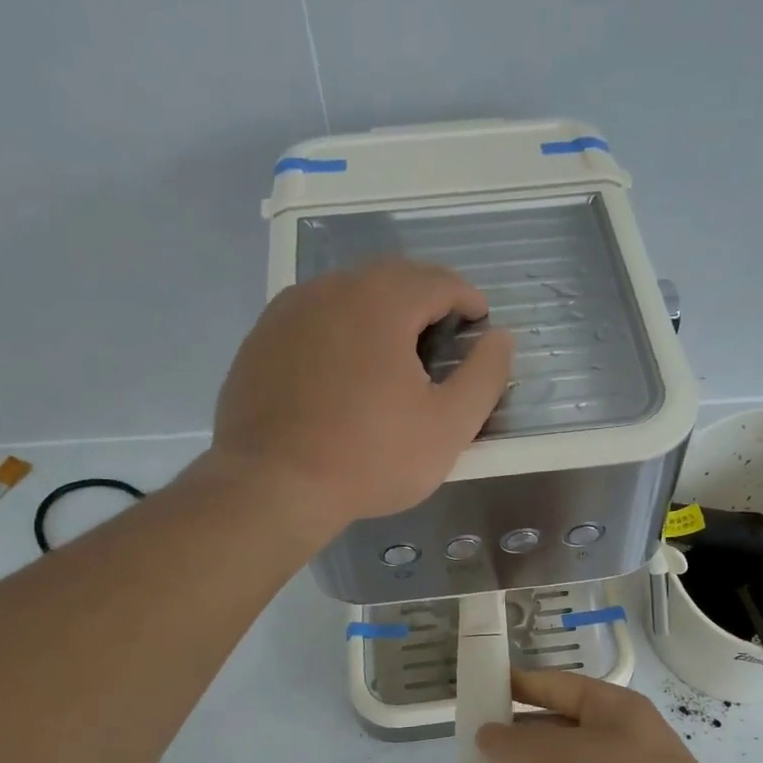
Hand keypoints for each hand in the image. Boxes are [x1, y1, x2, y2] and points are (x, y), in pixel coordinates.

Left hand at [207, 258, 514, 536]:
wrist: (272, 486)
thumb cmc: (371, 457)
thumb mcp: (449, 425)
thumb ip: (485, 375)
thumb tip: (501, 337)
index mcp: (382, 301)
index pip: (438, 280)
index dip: (468, 298)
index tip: (480, 323)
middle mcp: (332, 289)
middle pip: (392, 277)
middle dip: (425, 297)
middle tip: (443, 334)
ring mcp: (289, 311)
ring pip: (348, 293)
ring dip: (381, 310)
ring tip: (395, 350)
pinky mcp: (261, 338)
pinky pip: (314, 317)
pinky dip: (341, 328)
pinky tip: (345, 368)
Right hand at [477, 670, 754, 762]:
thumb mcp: (571, 755)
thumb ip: (523, 743)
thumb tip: (486, 734)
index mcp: (609, 709)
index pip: (554, 686)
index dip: (516, 685)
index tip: (476, 687)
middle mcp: (607, 742)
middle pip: (549, 731)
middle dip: (509, 736)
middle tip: (463, 742)